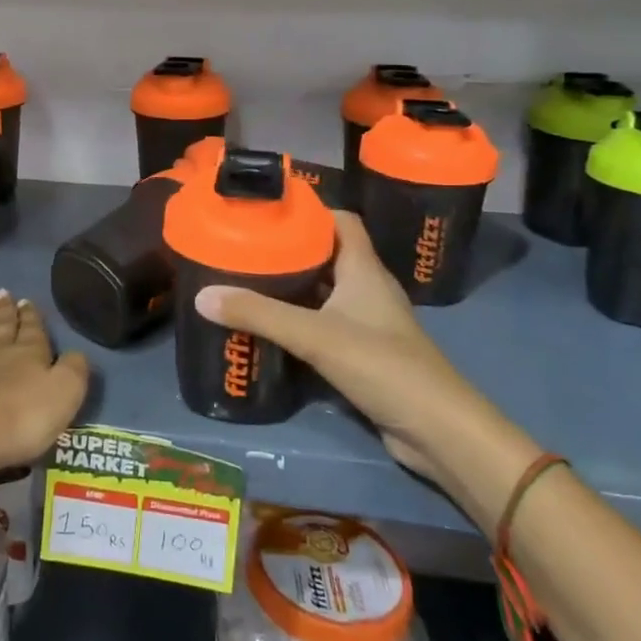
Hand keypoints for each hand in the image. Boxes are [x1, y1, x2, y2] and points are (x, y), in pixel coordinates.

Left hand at [0, 292, 89, 480]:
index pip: (32, 330)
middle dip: (5, 310)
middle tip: (4, 293)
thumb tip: (76, 353)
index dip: (31, 316)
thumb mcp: (63, 396)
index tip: (27, 301)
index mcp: (26, 353)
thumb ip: (74, 371)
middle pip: (0, 325)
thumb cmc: (16, 420)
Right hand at [195, 213, 475, 479]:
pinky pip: (326, 324)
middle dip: (290, 247)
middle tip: (246, 246)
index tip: (268, 209)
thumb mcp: (314, 335)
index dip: (309, 210)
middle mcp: (367, 288)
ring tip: (248, 280)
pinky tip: (271, 327)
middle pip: (328, 254)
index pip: (341, 221)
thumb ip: (259, 315)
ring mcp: (368, 323)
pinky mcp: (364, 354)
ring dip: (293, 285)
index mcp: (363, 268)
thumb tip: (202, 296)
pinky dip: (300, 320)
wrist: (437, 430)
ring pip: (325, 291)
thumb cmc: (382, 365)